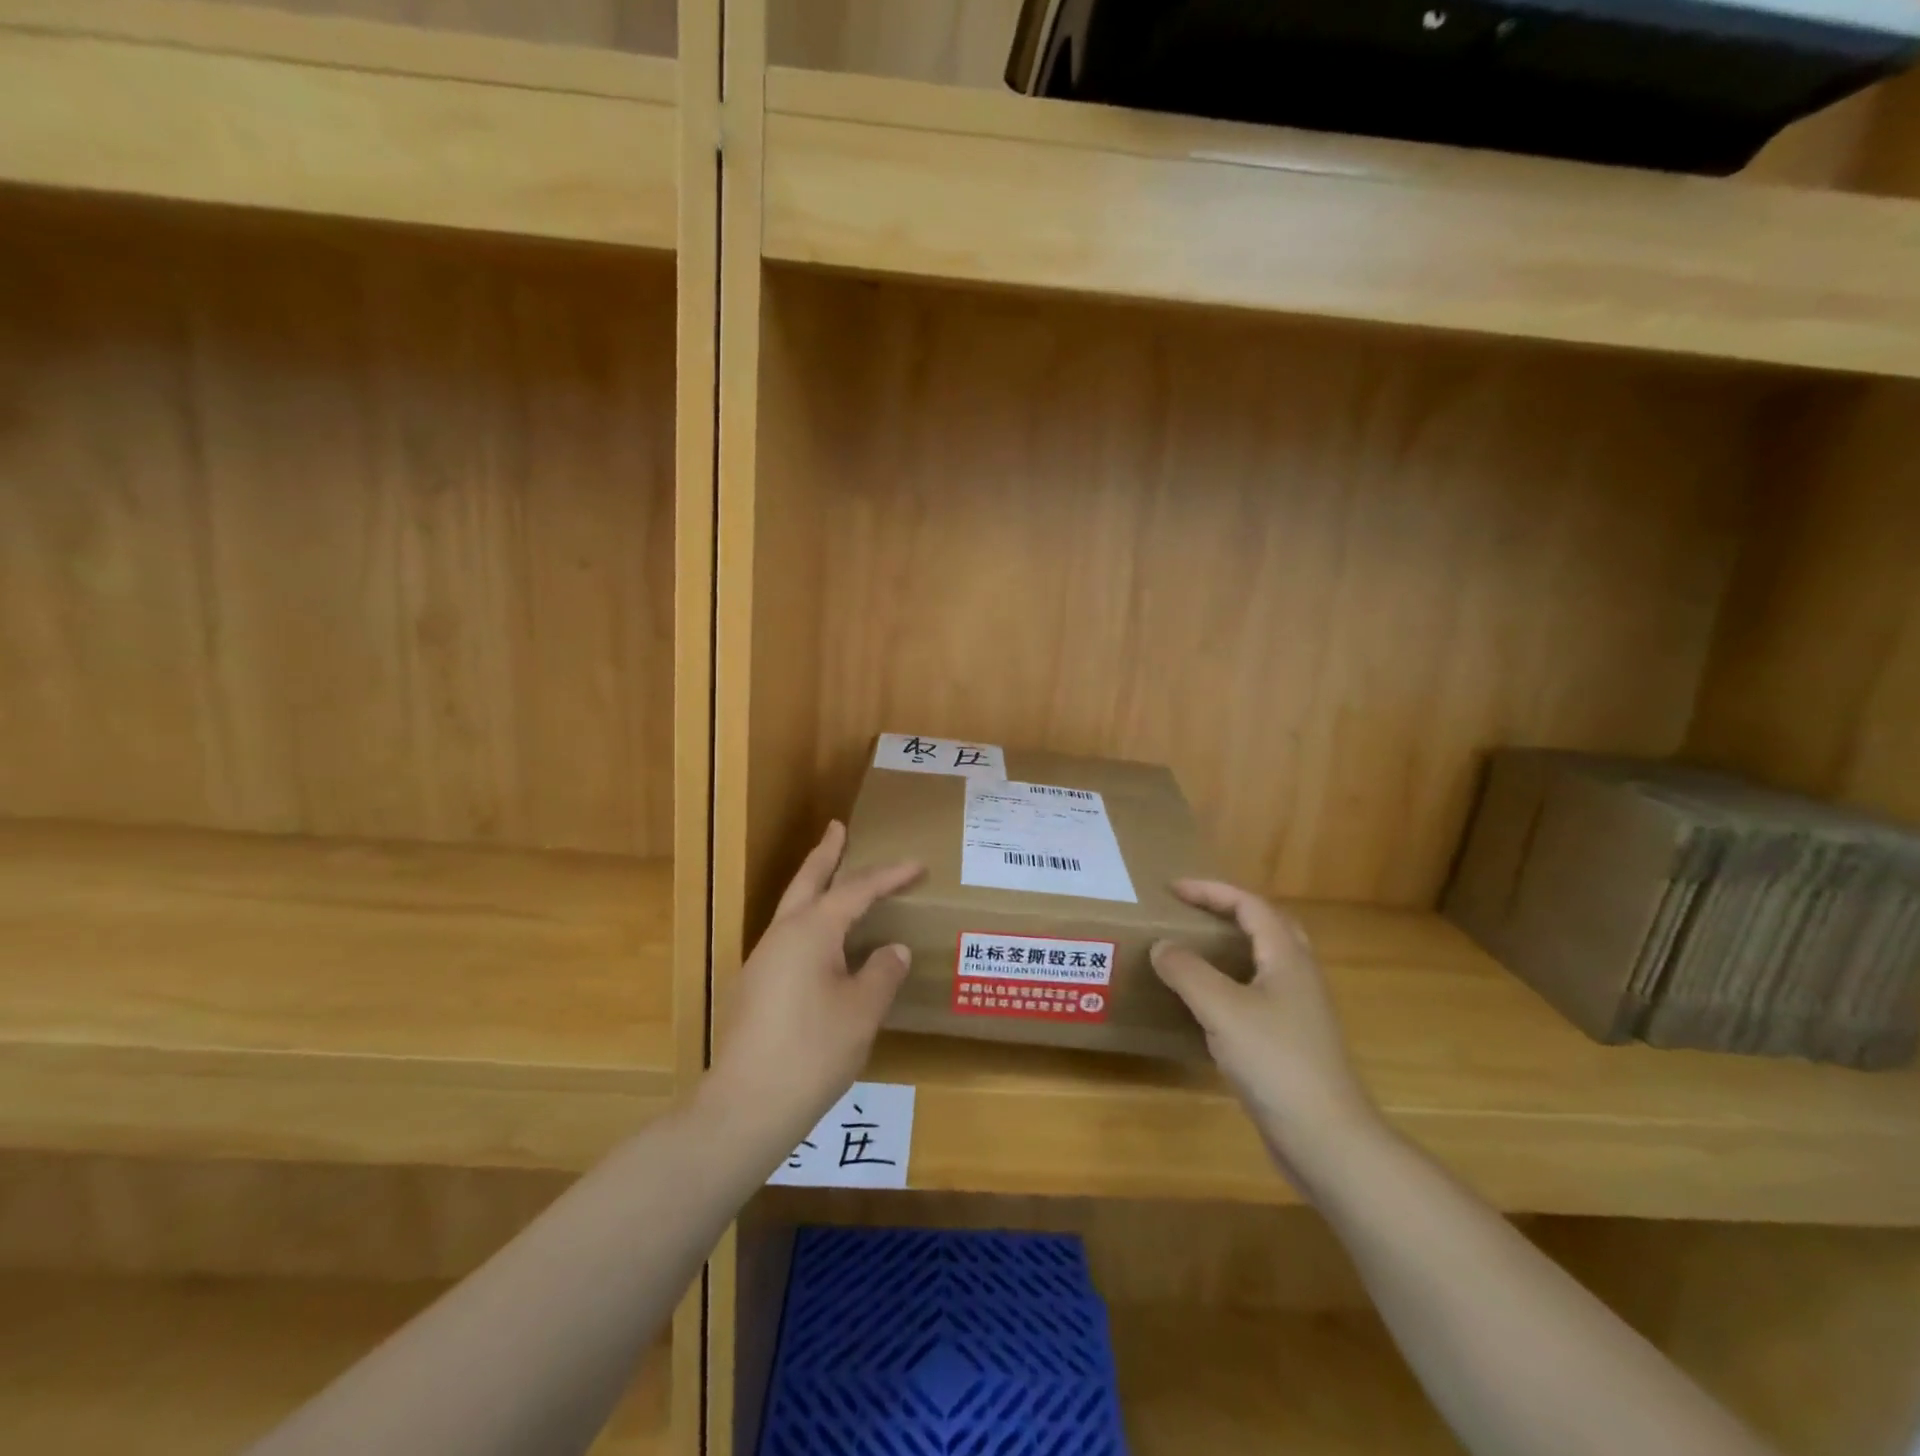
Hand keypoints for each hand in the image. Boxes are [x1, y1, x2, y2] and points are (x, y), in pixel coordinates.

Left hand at [706, 822, 923, 1152]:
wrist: (747, 1106)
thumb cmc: (813, 1052)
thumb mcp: (862, 1011)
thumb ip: (882, 972)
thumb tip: (893, 950)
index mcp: (811, 931)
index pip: (857, 890)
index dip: (889, 876)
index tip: (917, 864)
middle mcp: (783, 935)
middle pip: (807, 881)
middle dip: (826, 854)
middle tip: (838, 828)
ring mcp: (764, 960)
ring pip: (793, 908)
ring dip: (814, 886)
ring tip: (834, 876)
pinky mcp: (757, 986)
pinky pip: (789, 935)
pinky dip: (810, 919)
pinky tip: (822, 941)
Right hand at [1151, 881, 1381, 1177]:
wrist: (1326, 1139)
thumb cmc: (1276, 1062)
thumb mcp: (1222, 1009)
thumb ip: (1187, 971)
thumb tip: (1162, 946)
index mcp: (1287, 958)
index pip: (1251, 905)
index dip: (1212, 891)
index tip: (1173, 890)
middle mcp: (1298, 977)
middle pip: (1267, 926)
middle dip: (1228, 911)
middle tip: (1191, 912)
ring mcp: (1299, 1012)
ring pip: (1264, 962)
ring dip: (1231, 947)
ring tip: (1194, 951)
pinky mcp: (1291, 1042)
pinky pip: (1257, 995)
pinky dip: (1230, 983)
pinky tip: (1207, 1005)